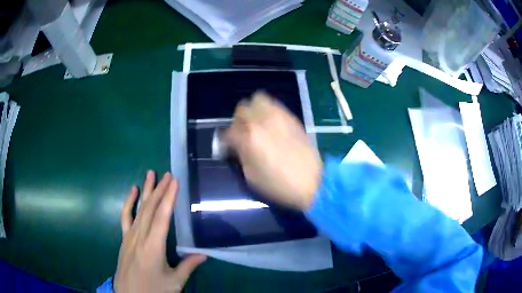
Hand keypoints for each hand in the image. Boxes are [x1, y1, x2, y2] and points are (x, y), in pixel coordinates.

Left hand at [114, 171, 206, 292]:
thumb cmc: (153, 290)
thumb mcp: (174, 282)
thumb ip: (188, 266)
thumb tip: (204, 254)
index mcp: (153, 247)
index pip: (162, 217)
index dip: (169, 198)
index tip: (175, 182)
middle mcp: (140, 237)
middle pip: (150, 209)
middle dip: (160, 190)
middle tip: (168, 174)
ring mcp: (129, 236)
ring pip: (139, 209)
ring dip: (146, 191)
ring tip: (151, 174)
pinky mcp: (124, 238)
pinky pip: (125, 216)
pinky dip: (129, 202)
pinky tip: (133, 191)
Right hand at [225, 92, 322, 209]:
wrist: (312, 182)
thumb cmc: (279, 185)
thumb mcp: (251, 176)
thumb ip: (241, 155)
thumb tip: (236, 145)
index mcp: (249, 138)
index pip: (228, 132)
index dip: (225, 141)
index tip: (227, 147)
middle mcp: (262, 121)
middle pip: (242, 109)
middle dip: (238, 121)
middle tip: (242, 133)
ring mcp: (278, 117)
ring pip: (259, 99)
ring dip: (253, 110)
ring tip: (257, 124)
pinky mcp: (291, 117)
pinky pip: (275, 105)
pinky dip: (268, 111)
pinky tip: (271, 124)